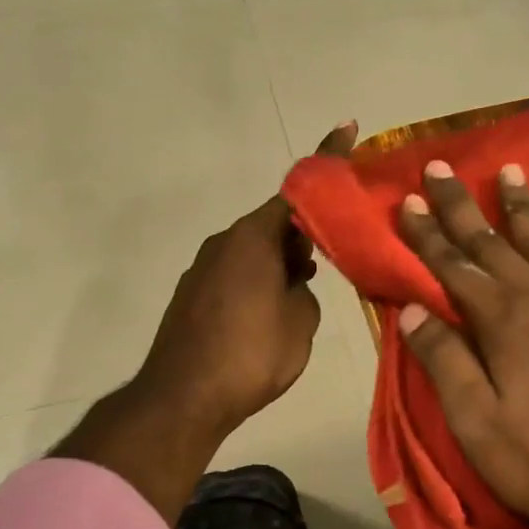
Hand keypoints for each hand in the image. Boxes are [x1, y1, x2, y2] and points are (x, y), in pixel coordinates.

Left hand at [134, 122, 358, 438]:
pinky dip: (259, 277)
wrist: (182, 399)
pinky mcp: (193, 294)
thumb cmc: (250, 355)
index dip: (327, 161)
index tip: (346, 130)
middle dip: (305, 230)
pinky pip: (236, 272)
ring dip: (282, 259)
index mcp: (253, 238)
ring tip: (307, 284)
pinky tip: (273, 306)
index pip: (298, 191)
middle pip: (273, 222)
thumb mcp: (299, 322)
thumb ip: (304, 291)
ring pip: (254, 250)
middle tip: (334, 250)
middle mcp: (224, 242)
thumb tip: (292, 284)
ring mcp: (204, 268)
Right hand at [396, 159, 528, 528]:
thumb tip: (410, 309)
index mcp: (501, 321)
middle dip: (461, 206)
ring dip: (521, 206)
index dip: (426, 234)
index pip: (452, 267)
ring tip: (508, 170)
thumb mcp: (474, 419)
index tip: (405, 201)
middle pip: (492, 243)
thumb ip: (443, 359)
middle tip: (439, 167)